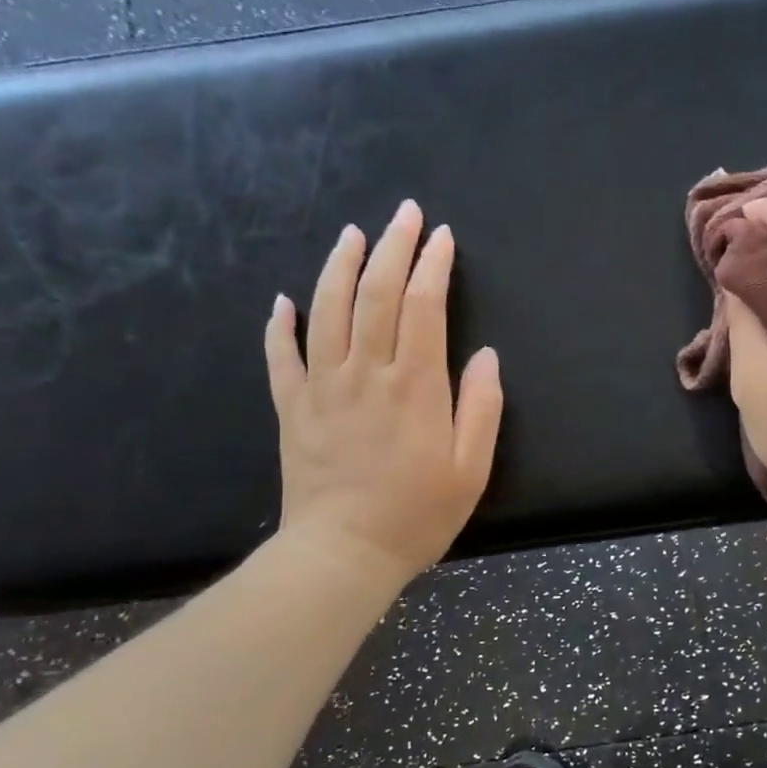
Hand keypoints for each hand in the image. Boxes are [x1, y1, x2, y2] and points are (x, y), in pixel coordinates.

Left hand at [264, 202, 502, 582]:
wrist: (343, 554)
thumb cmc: (418, 514)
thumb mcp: (472, 469)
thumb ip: (482, 408)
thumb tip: (485, 356)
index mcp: (416, 386)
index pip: (423, 307)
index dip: (432, 266)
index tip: (441, 237)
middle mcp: (367, 374)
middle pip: (376, 294)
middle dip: (392, 247)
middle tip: (403, 213)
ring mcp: (323, 388)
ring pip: (327, 310)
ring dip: (340, 265)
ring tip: (352, 234)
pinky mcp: (292, 408)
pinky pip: (281, 356)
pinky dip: (281, 323)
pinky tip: (284, 300)